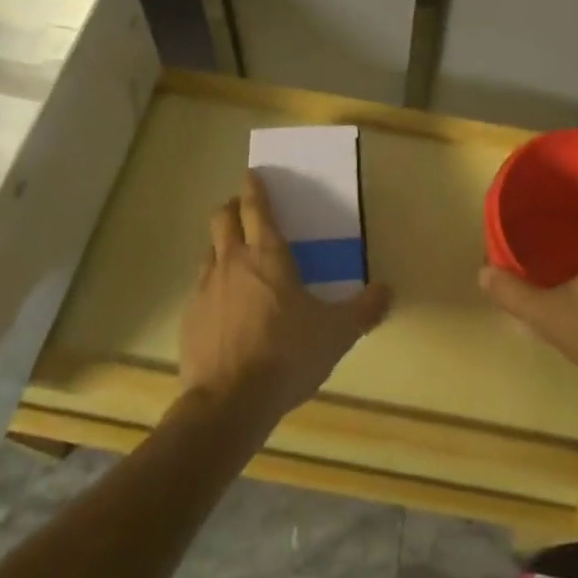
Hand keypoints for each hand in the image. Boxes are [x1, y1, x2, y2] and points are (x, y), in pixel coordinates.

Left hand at [180, 171, 391, 426]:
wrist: (228, 403)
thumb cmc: (287, 355)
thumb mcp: (336, 333)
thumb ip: (363, 309)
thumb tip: (387, 290)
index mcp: (268, 256)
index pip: (256, 208)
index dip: (254, 188)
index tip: (252, 174)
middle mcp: (232, 262)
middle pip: (222, 218)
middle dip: (231, 207)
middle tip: (243, 210)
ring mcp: (204, 290)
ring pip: (208, 251)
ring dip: (221, 246)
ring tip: (236, 259)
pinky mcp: (189, 319)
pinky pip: (200, 289)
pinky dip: (213, 286)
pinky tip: (226, 308)